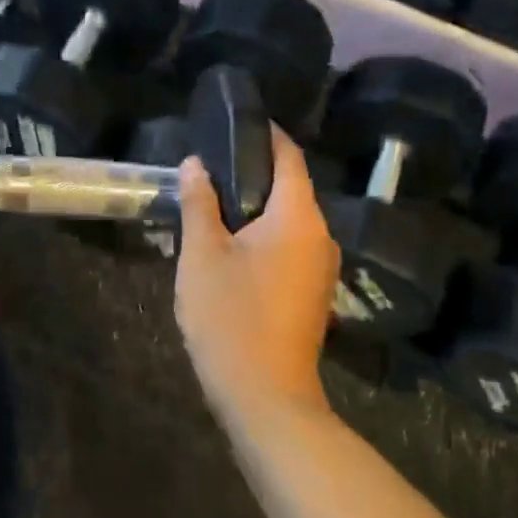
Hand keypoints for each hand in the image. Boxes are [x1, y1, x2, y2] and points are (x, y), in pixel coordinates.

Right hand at [174, 126, 338, 417]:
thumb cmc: (231, 317)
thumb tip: (196, 165)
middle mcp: (320, 236)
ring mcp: (320, 267)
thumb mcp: (203, 254)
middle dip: (253, 171)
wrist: (265, 396)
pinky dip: (264, 234)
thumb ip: (200, 203)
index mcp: (298, 217)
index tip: (236, 121)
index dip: (265, 134)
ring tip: (213, 201)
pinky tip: (232, 243)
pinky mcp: (312, 292)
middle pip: (290, 187)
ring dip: (256, 206)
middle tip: (210, 165)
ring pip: (289, 219)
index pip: (289, 156)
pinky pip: (290, 245)